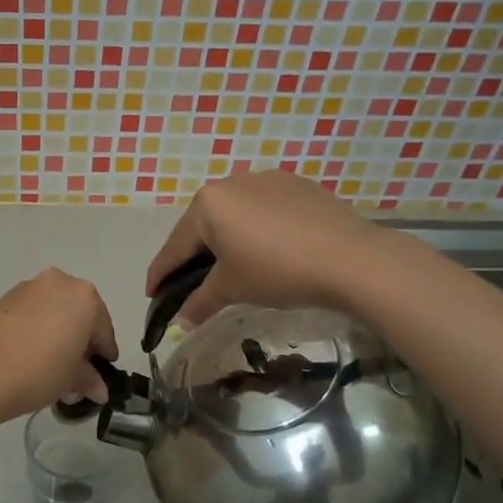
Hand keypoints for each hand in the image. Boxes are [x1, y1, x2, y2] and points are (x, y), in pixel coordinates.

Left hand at [0, 269, 118, 424]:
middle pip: (77, 315)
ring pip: (52, 312)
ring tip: (49, 368)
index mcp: (84, 297)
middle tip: (76, 372)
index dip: (104, 354)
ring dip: (56, 335)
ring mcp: (26, 289)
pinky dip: (34, 331)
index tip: (102, 373)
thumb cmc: (39, 371)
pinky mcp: (1, 300)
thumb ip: (89, 379)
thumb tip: (99, 389)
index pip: (103, 330)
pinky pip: (29, 316)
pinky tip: (27, 357)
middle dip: (79, 342)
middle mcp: (57, 283)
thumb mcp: (71, 380)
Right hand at [146, 169, 392, 325]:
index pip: (174, 247)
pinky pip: (263, 210)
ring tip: (228, 267)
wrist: (352, 259)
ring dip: (225, 241)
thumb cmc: (278, 271)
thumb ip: (199, 302)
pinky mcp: (297, 186)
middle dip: (193, 257)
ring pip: (233, 216)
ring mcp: (266, 179)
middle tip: (188, 285)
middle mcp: (231, 183)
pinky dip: (256, 231)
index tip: (151, 295)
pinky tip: (266, 251)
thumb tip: (180, 322)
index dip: (160, 275)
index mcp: (207, 204)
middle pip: (202, 227)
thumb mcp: (232, 289)